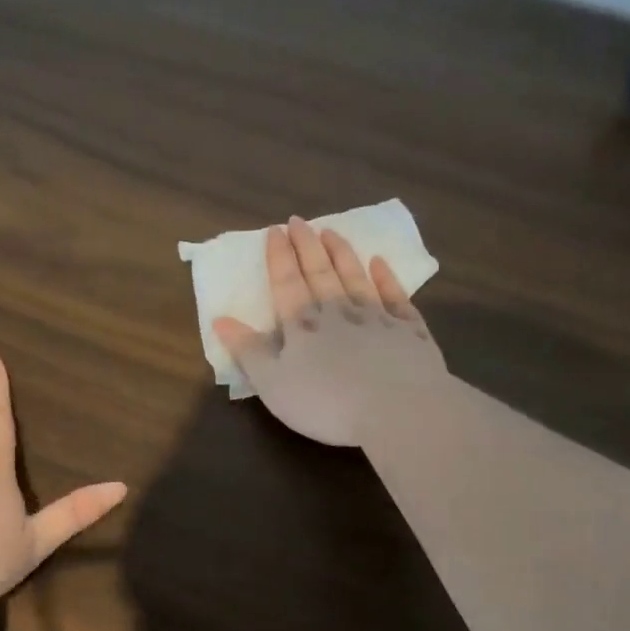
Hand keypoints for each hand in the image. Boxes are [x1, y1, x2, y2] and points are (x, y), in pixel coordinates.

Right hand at [214, 216, 447, 446]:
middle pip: (320, 272)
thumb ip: (248, 351)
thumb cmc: (326, 403)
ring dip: (341, 254)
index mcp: (303, 325)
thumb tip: (220, 319)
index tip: (275, 230)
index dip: (279, 257)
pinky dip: (386, 278)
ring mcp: (377, 317)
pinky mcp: (409, 330)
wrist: (397, 409)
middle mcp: (339, 311)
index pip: (287, 282)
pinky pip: (395, 296)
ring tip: (331, 231)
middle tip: (299, 221)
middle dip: (307, 246)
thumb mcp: (273, 384)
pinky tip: (380, 263)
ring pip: (355, 277)